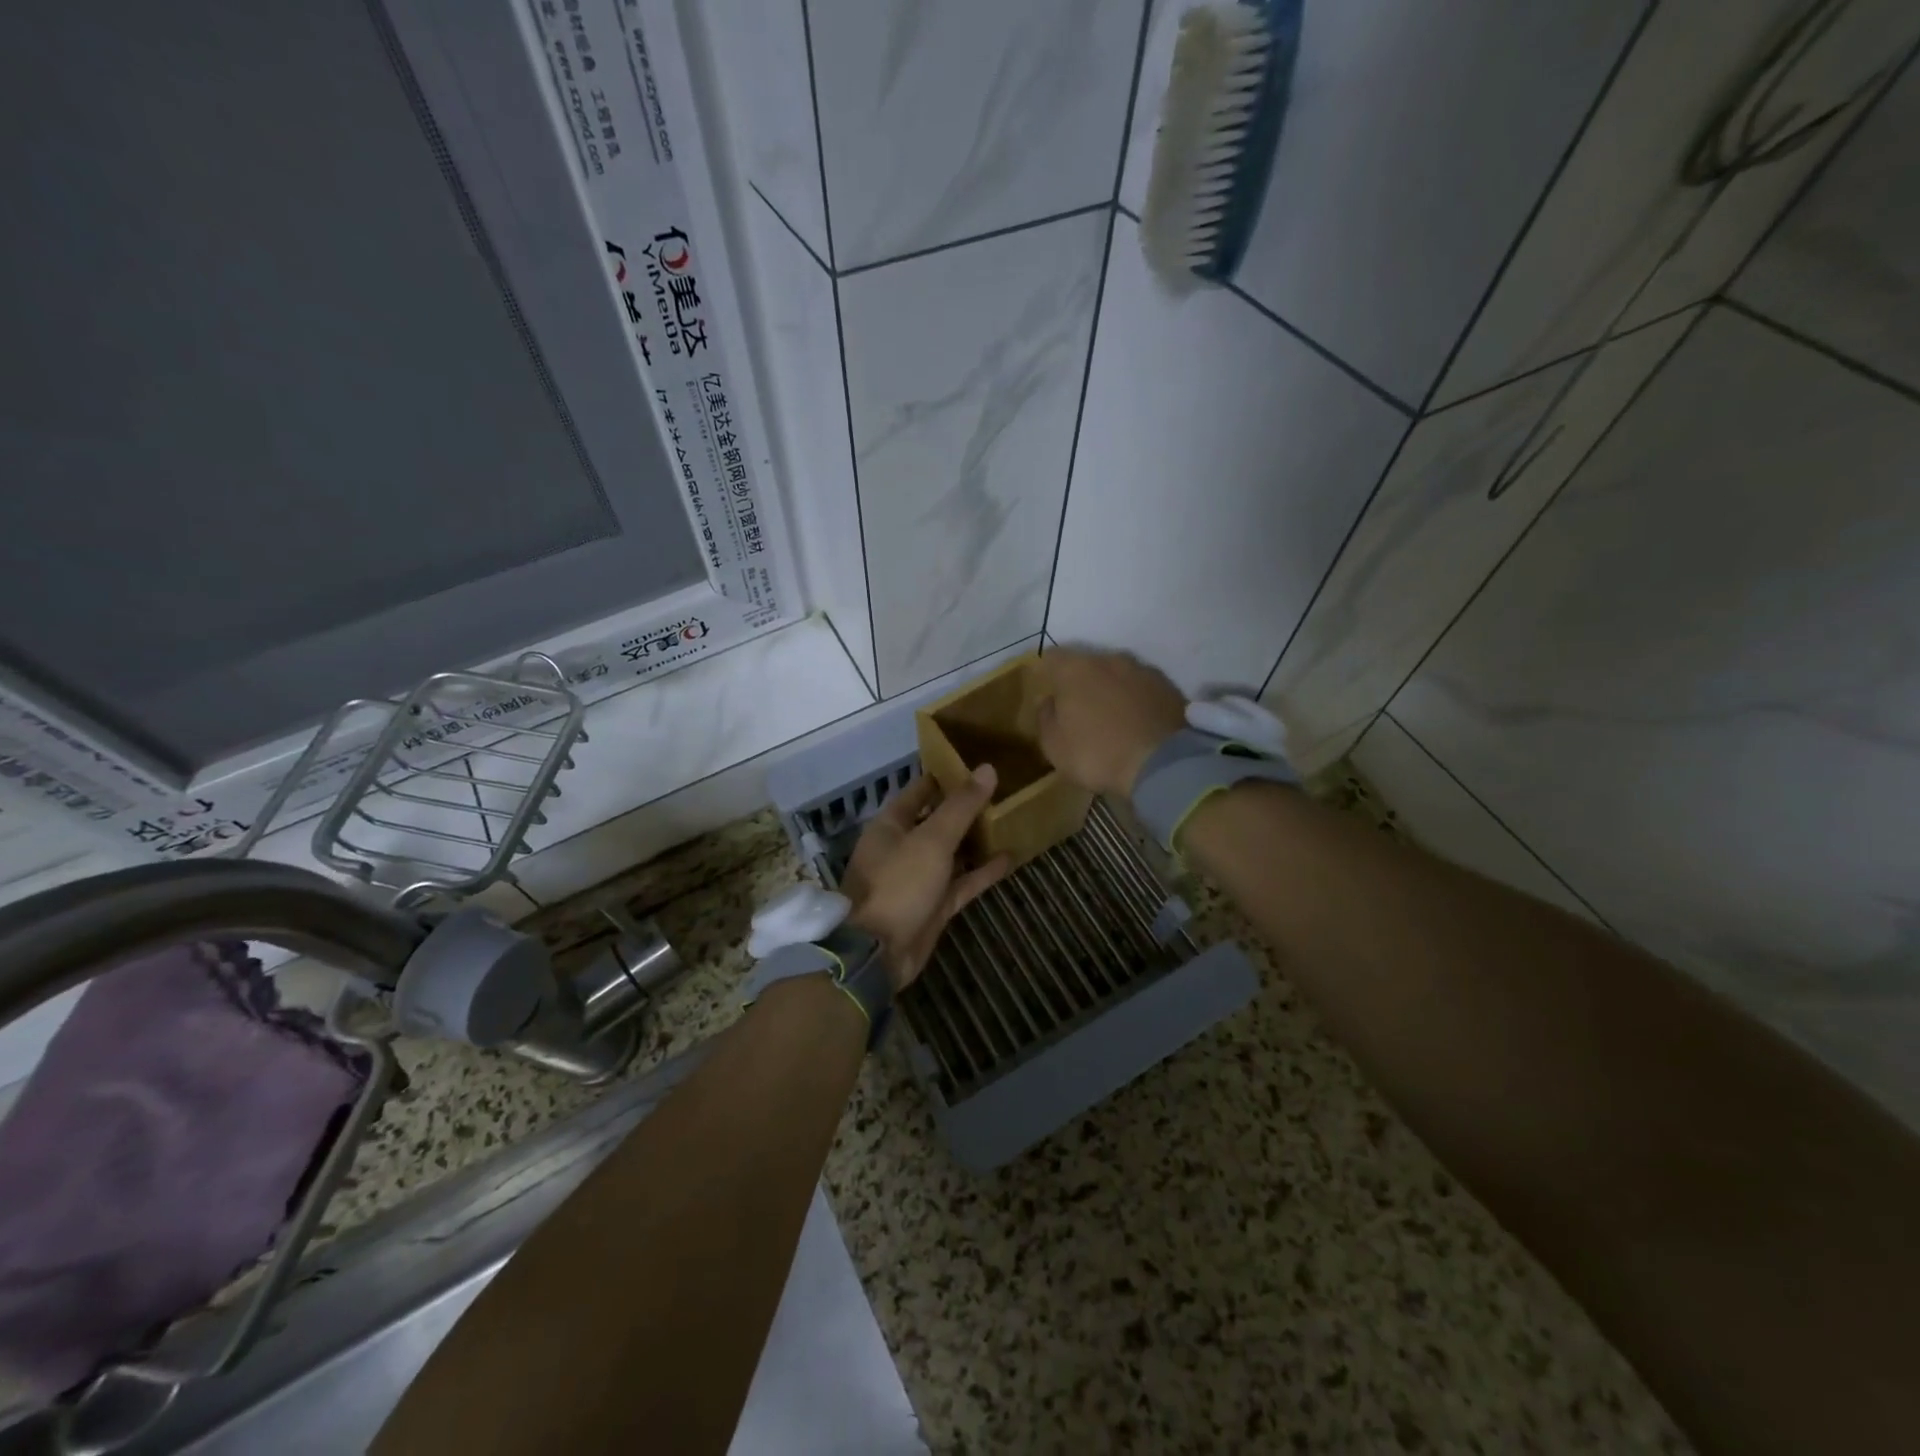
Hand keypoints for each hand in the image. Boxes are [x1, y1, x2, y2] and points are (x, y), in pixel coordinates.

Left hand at [840, 766, 1010, 989]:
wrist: (878, 953)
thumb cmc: (898, 885)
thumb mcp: (932, 840)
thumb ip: (960, 806)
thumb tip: (987, 768)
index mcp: (891, 825)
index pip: (919, 790)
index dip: (945, 776)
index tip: (976, 762)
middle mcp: (903, 847)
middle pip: (937, 820)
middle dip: (965, 807)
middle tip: (1002, 789)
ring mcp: (919, 878)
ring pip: (951, 852)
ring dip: (976, 839)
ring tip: (1009, 818)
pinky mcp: (934, 905)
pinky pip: (962, 882)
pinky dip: (982, 871)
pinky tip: (1010, 857)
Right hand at [1033, 646, 1188, 796]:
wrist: (1162, 765)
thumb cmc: (1097, 754)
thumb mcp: (1055, 747)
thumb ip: (1045, 718)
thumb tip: (1048, 701)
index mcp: (1075, 670)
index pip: (1052, 657)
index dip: (1047, 673)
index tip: (1049, 692)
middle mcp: (1109, 660)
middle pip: (1087, 663)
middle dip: (1081, 681)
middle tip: (1080, 709)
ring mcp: (1142, 670)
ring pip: (1118, 673)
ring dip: (1111, 688)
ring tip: (1112, 716)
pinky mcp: (1168, 686)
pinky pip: (1143, 688)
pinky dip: (1136, 699)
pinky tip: (1137, 722)